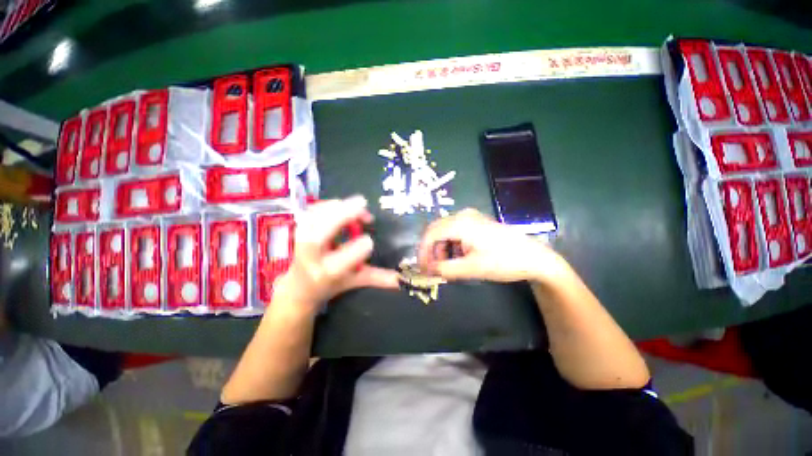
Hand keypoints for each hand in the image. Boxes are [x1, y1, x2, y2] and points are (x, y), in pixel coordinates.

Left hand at [273, 196, 398, 316]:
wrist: (299, 285)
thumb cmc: (329, 284)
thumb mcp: (354, 281)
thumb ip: (377, 278)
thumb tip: (401, 280)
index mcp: (326, 274)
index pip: (339, 263)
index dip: (355, 250)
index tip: (370, 240)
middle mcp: (310, 258)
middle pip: (317, 236)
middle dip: (339, 217)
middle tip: (362, 205)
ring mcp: (301, 242)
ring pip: (311, 220)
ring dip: (334, 207)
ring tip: (356, 205)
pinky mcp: (300, 229)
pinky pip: (310, 212)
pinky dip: (327, 205)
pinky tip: (342, 205)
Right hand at [417, 208, 569, 283]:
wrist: (534, 257)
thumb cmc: (504, 261)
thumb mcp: (473, 268)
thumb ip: (446, 269)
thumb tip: (427, 270)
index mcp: (461, 223)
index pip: (431, 234)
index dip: (423, 251)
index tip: (422, 268)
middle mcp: (462, 215)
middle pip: (436, 231)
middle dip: (431, 250)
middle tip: (433, 268)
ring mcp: (470, 217)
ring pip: (444, 232)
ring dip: (441, 249)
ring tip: (448, 265)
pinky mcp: (476, 223)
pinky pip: (454, 232)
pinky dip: (451, 245)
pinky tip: (459, 257)